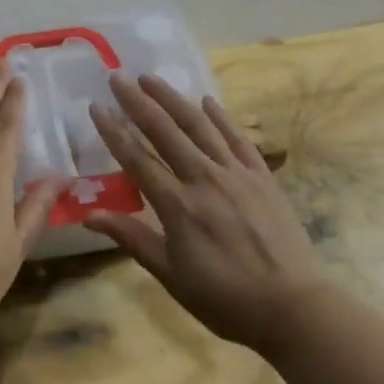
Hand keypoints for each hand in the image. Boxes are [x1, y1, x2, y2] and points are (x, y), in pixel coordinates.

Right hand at [85, 74, 336, 355]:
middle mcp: (204, 179)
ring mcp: (237, 174)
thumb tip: (89, 216)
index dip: (114, 132)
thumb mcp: (171, 275)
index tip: (96, 107)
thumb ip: (132, 238)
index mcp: (178, 206)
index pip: (137, 159)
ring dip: (173, 99)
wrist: (293, 306)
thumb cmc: (224, 298)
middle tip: (118, 78)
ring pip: (200, 126)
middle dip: (138, 102)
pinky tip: (207, 101)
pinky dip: (220, 118)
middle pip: (165, 132)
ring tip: (152, 78)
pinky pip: (238, 139)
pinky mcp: (262, 177)